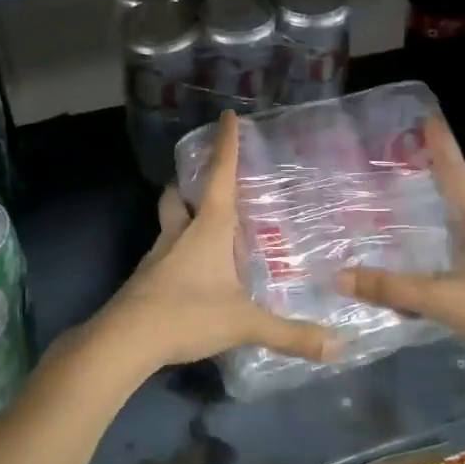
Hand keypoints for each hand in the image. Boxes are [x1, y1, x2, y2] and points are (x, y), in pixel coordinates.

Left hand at [95, 113, 336, 372]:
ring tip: (206, 229)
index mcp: (208, 228)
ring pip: (168, 224)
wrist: (125, 340)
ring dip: (183, 218)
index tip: (227, 116)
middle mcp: (180, 233)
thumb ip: (291, 334)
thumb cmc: (188, 314)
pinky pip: (165, 254)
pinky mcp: (146, 279)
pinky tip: (194, 273)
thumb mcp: (244, 323)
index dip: (226, 145)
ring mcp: (158, 256)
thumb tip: (339, 347)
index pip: (220, 175)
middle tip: (206, 184)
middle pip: (178, 195)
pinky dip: (179, 252)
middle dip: (188, 183)